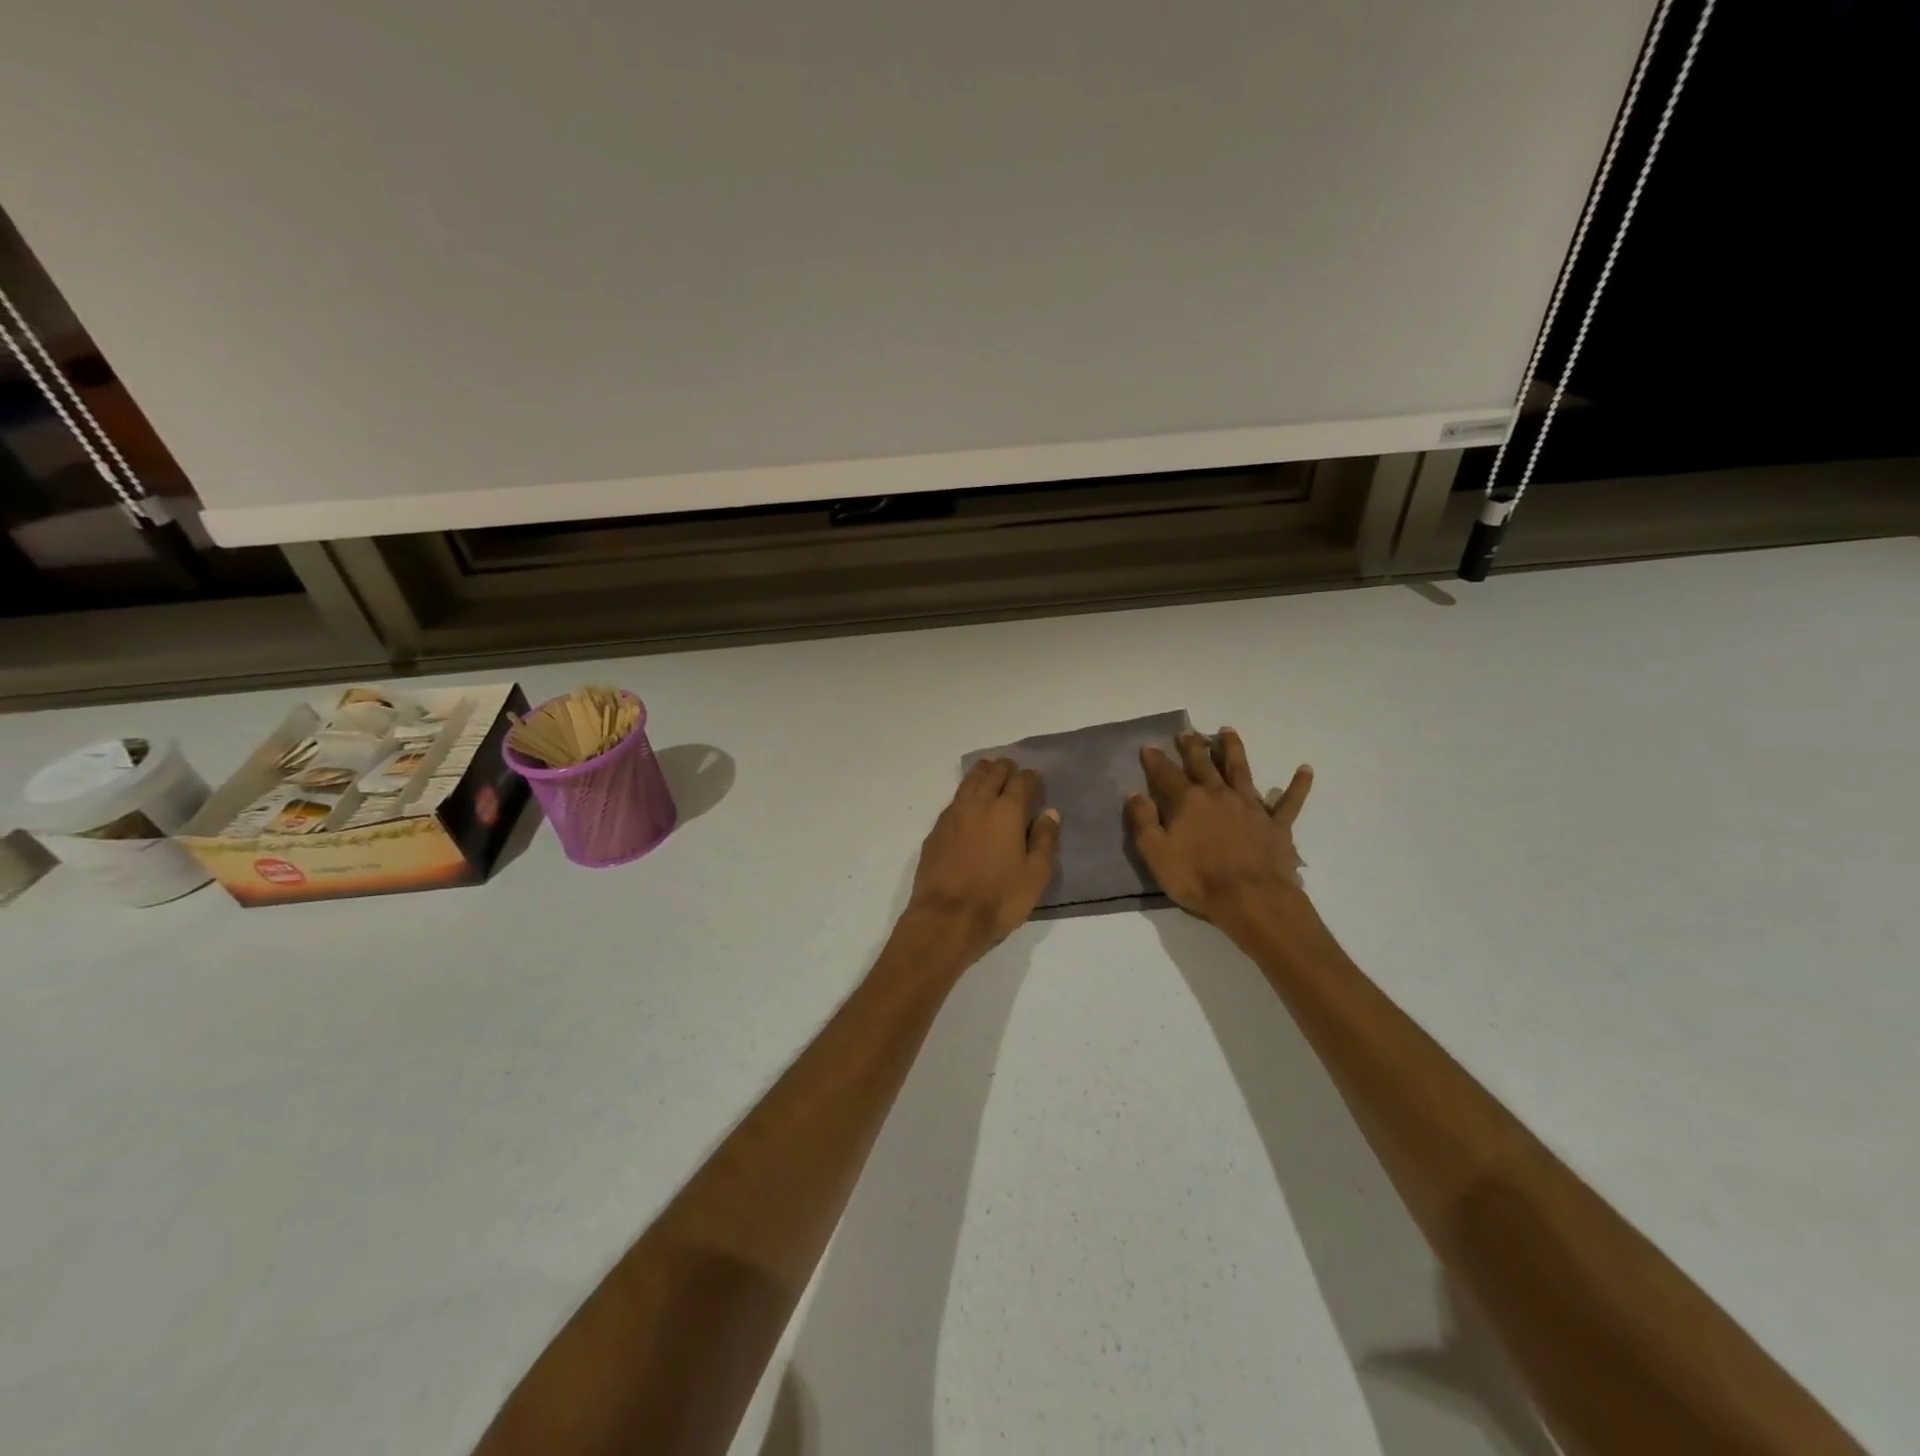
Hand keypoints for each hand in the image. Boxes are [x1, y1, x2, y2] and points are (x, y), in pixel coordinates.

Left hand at [906, 758, 1060, 960]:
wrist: (946, 918)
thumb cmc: (998, 899)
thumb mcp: (1035, 876)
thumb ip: (1045, 841)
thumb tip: (1050, 813)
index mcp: (1007, 812)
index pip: (1021, 782)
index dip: (1030, 777)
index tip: (1035, 778)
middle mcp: (979, 805)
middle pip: (992, 774)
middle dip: (1005, 768)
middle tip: (1012, 768)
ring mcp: (953, 816)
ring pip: (969, 782)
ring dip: (982, 773)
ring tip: (989, 771)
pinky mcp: (936, 831)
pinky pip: (954, 800)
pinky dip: (965, 793)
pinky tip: (968, 802)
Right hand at [1126, 728, 1312, 926]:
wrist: (1251, 899)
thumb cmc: (1197, 879)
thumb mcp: (1156, 853)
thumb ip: (1143, 821)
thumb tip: (1134, 794)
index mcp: (1188, 802)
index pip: (1167, 775)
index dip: (1156, 760)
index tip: (1149, 746)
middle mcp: (1219, 795)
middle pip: (1204, 764)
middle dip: (1193, 747)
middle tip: (1187, 732)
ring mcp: (1250, 807)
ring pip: (1241, 770)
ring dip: (1233, 750)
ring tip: (1228, 732)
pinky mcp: (1276, 824)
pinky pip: (1290, 802)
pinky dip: (1298, 785)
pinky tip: (1305, 769)